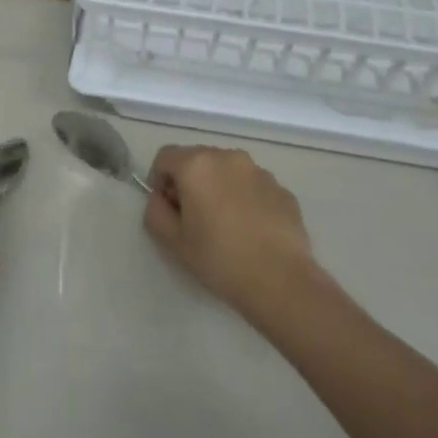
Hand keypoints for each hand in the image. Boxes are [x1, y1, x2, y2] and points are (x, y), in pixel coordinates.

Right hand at [143, 145, 321, 322]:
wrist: (281, 281)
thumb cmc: (220, 259)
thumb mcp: (173, 241)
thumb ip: (155, 211)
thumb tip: (161, 198)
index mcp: (197, 165)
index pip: (165, 156)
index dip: (159, 179)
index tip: (167, 207)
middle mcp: (228, 157)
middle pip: (198, 159)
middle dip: (189, 181)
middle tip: (193, 218)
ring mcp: (259, 171)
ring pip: (227, 171)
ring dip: (218, 187)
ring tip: (225, 225)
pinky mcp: (282, 188)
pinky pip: (252, 186)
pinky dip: (244, 198)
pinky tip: (250, 230)